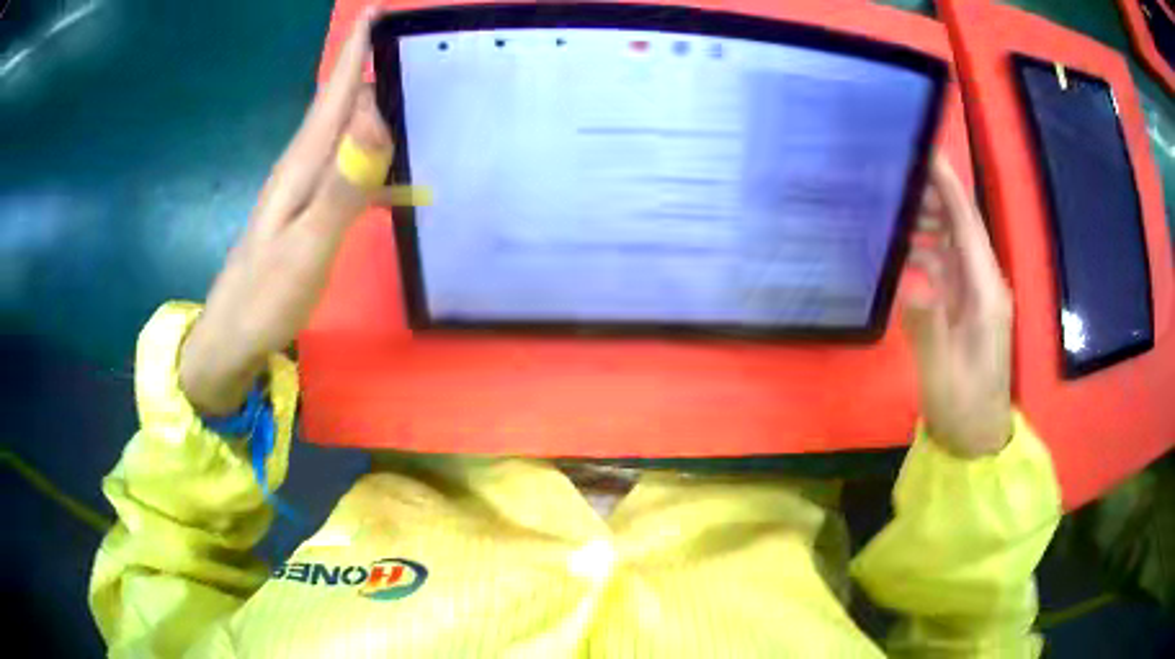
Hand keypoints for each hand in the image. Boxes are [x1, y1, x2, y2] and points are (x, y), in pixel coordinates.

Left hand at [180, 10, 392, 414]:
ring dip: (378, 111)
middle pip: (342, 104)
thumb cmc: (265, 296)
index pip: (336, 92)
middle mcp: (302, 165)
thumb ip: (342, 184)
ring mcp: (303, 189)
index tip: (382, 11)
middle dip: (375, 68)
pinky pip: (348, 169)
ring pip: (346, 134)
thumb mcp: (306, 245)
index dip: (357, 50)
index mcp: (302, 164)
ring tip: (420, 100)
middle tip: (421, 51)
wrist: (231, 338)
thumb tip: (375, 116)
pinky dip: (375, 160)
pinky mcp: (307, 211)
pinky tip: (400, 175)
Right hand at [902, 155, 1013, 457]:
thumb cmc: (964, 407)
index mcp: (986, 292)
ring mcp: (976, 296)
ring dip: (928, 220)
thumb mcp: (943, 373)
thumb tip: (909, 281)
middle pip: (963, 226)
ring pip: (954, 243)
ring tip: (892, 203)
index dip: (949, 186)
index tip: (925, 152)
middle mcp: (985, 284)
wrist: (978, 438)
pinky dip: (926, 251)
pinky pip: (947, 266)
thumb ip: (928, 326)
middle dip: (934, 195)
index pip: (968, 225)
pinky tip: (902, 249)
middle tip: (894, 173)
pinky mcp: (966, 308)